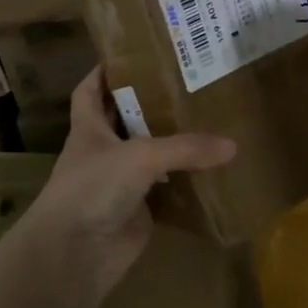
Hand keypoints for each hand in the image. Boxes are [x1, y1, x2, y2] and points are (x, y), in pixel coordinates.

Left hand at [22, 68, 236, 297]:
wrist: (75, 255)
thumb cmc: (94, 188)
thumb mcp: (140, 156)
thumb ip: (186, 147)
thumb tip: (232, 145)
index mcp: (89, 128)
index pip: (90, 90)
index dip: (104, 71)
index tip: (130, 53)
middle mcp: (102, 151)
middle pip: (125, 119)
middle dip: (150, 102)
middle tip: (187, 82)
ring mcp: (119, 183)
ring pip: (148, 155)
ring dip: (171, 141)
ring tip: (207, 118)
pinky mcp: (137, 210)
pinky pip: (165, 189)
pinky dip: (184, 181)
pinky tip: (211, 168)